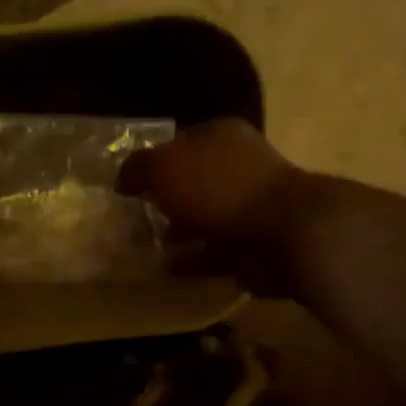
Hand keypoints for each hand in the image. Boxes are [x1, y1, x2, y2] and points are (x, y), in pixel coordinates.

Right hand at [116, 118, 310, 296]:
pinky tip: (165, 268)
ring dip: (177, 231)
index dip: (151, 162)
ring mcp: (246, 207)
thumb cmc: (220, 188)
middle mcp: (235, 167)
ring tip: (144, 246)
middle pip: (191, 181)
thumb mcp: (165, 166)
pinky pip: (211, 252)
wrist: (282, 233)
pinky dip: (190, 260)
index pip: (178, 143)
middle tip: (133, 218)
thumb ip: (138, 168)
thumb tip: (123, 181)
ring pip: (201, 217)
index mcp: (219, 136)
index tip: (126, 187)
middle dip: (164, 199)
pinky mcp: (250, 245)